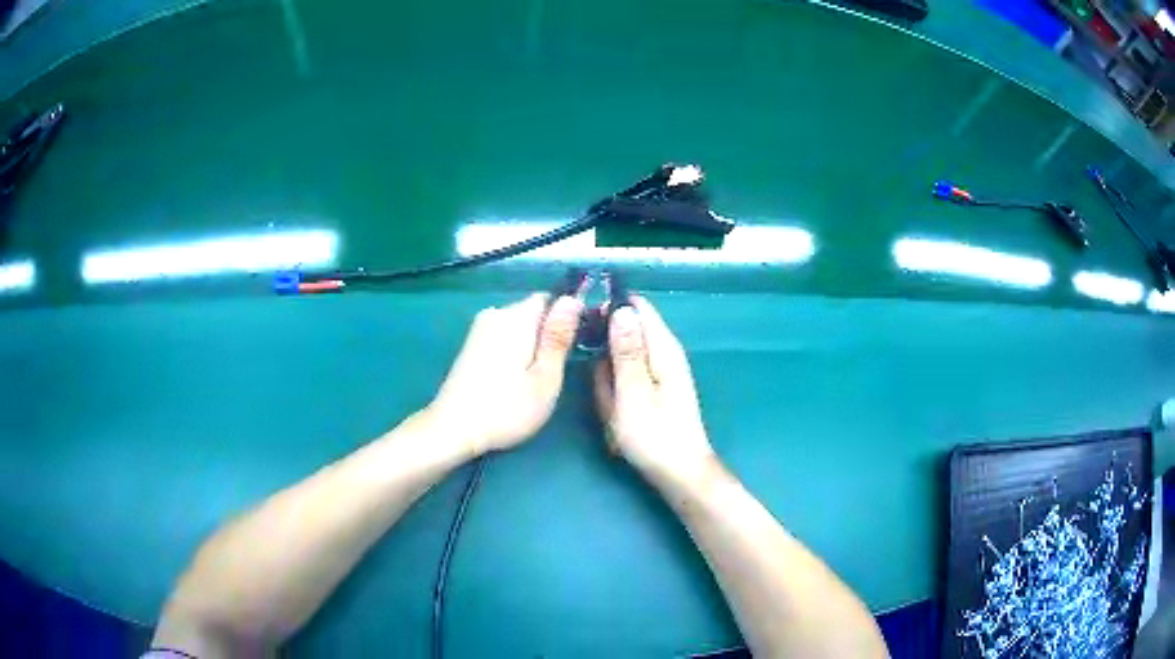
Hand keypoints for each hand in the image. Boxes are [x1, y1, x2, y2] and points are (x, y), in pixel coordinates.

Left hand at [424, 293, 582, 455]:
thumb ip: (559, 337)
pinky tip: (511, 380)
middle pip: (533, 312)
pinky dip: (512, 352)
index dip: (565, 319)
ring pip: (518, 327)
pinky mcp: (470, 345)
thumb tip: (572, 299)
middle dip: (546, 335)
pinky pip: (502, 338)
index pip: (550, 298)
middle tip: (552, 372)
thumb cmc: (506, 408)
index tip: (572, 348)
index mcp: (516, 317)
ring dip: (529, 346)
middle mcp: (495, 314)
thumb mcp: (545, 377)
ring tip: (532, 379)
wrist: (453, 428)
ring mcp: (479, 329)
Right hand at [593, 296, 716, 484]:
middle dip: (604, 354)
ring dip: (607, 380)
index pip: (637, 307)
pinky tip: (615, 416)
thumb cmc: (655, 436)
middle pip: (625, 334)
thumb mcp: (633, 392)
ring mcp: (658, 373)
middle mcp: (663, 353)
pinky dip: (615, 395)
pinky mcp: (651, 390)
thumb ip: (627, 350)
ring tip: (611, 409)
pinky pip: (624, 381)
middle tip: (602, 387)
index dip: (609, 309)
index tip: (585, 327)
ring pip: (620, 361)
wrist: (678, 473)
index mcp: (662, 348)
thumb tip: (621, 308)